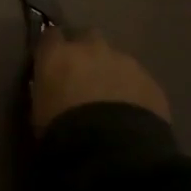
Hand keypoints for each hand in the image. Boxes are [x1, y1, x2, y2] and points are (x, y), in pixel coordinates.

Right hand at [30, 27, 170, 134]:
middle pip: (88, 38)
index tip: (55, 63)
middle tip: (85, 79)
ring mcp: (124, 61)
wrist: (113, 154)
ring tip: (113, 102)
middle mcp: (90, 48)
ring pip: (116, 59)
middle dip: (87, 53)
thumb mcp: (39, 112)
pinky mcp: (150, 81)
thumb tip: (52, 88)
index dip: (54, 49)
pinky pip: (139, 81)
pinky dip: (134, 91)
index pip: (51, 36)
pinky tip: (133, 115)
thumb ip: (45, 90)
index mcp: (57, 55)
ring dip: (112, 73)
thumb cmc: (63, 135)